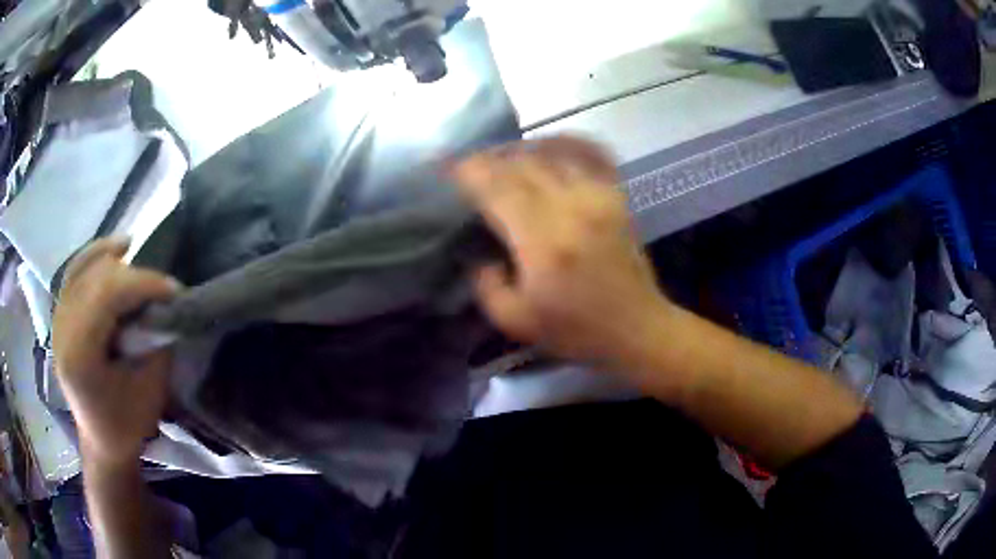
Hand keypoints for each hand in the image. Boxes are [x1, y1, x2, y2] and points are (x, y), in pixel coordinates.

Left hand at [52, 238, 180, 467]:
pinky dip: (94, 257)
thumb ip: (154, 341)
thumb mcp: (148, 390)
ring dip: (112, 258)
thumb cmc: (126, 423)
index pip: (106, 295)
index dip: (142, 284)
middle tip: (161, 287)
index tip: (174, 290)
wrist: (101, 440)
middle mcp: (62, 328)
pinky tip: (113, 252)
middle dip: (133, 275)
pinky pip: (75, 272)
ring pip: (83, 267)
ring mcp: (57, 319)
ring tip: (137, 253)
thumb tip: (165, 304)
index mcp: (79, 355)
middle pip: (96, 277)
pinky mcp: (60, 314)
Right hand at [451, 137, 669, 370]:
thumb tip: (479, 255)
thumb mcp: (515, 322)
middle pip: (521, 163)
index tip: (448, 169)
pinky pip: (589, 152)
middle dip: (489, 159)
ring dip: (519, 150)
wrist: (637, 327)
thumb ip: (486, 286)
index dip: (468, 171)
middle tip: (470, 167)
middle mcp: (572, 207)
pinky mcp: (617, 195)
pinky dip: (564, 142)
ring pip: (551, 152)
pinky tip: (547, 147)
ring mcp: (599, 195)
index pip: (498, 187)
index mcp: (543, 241)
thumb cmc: (576, 331)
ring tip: (501, 159)